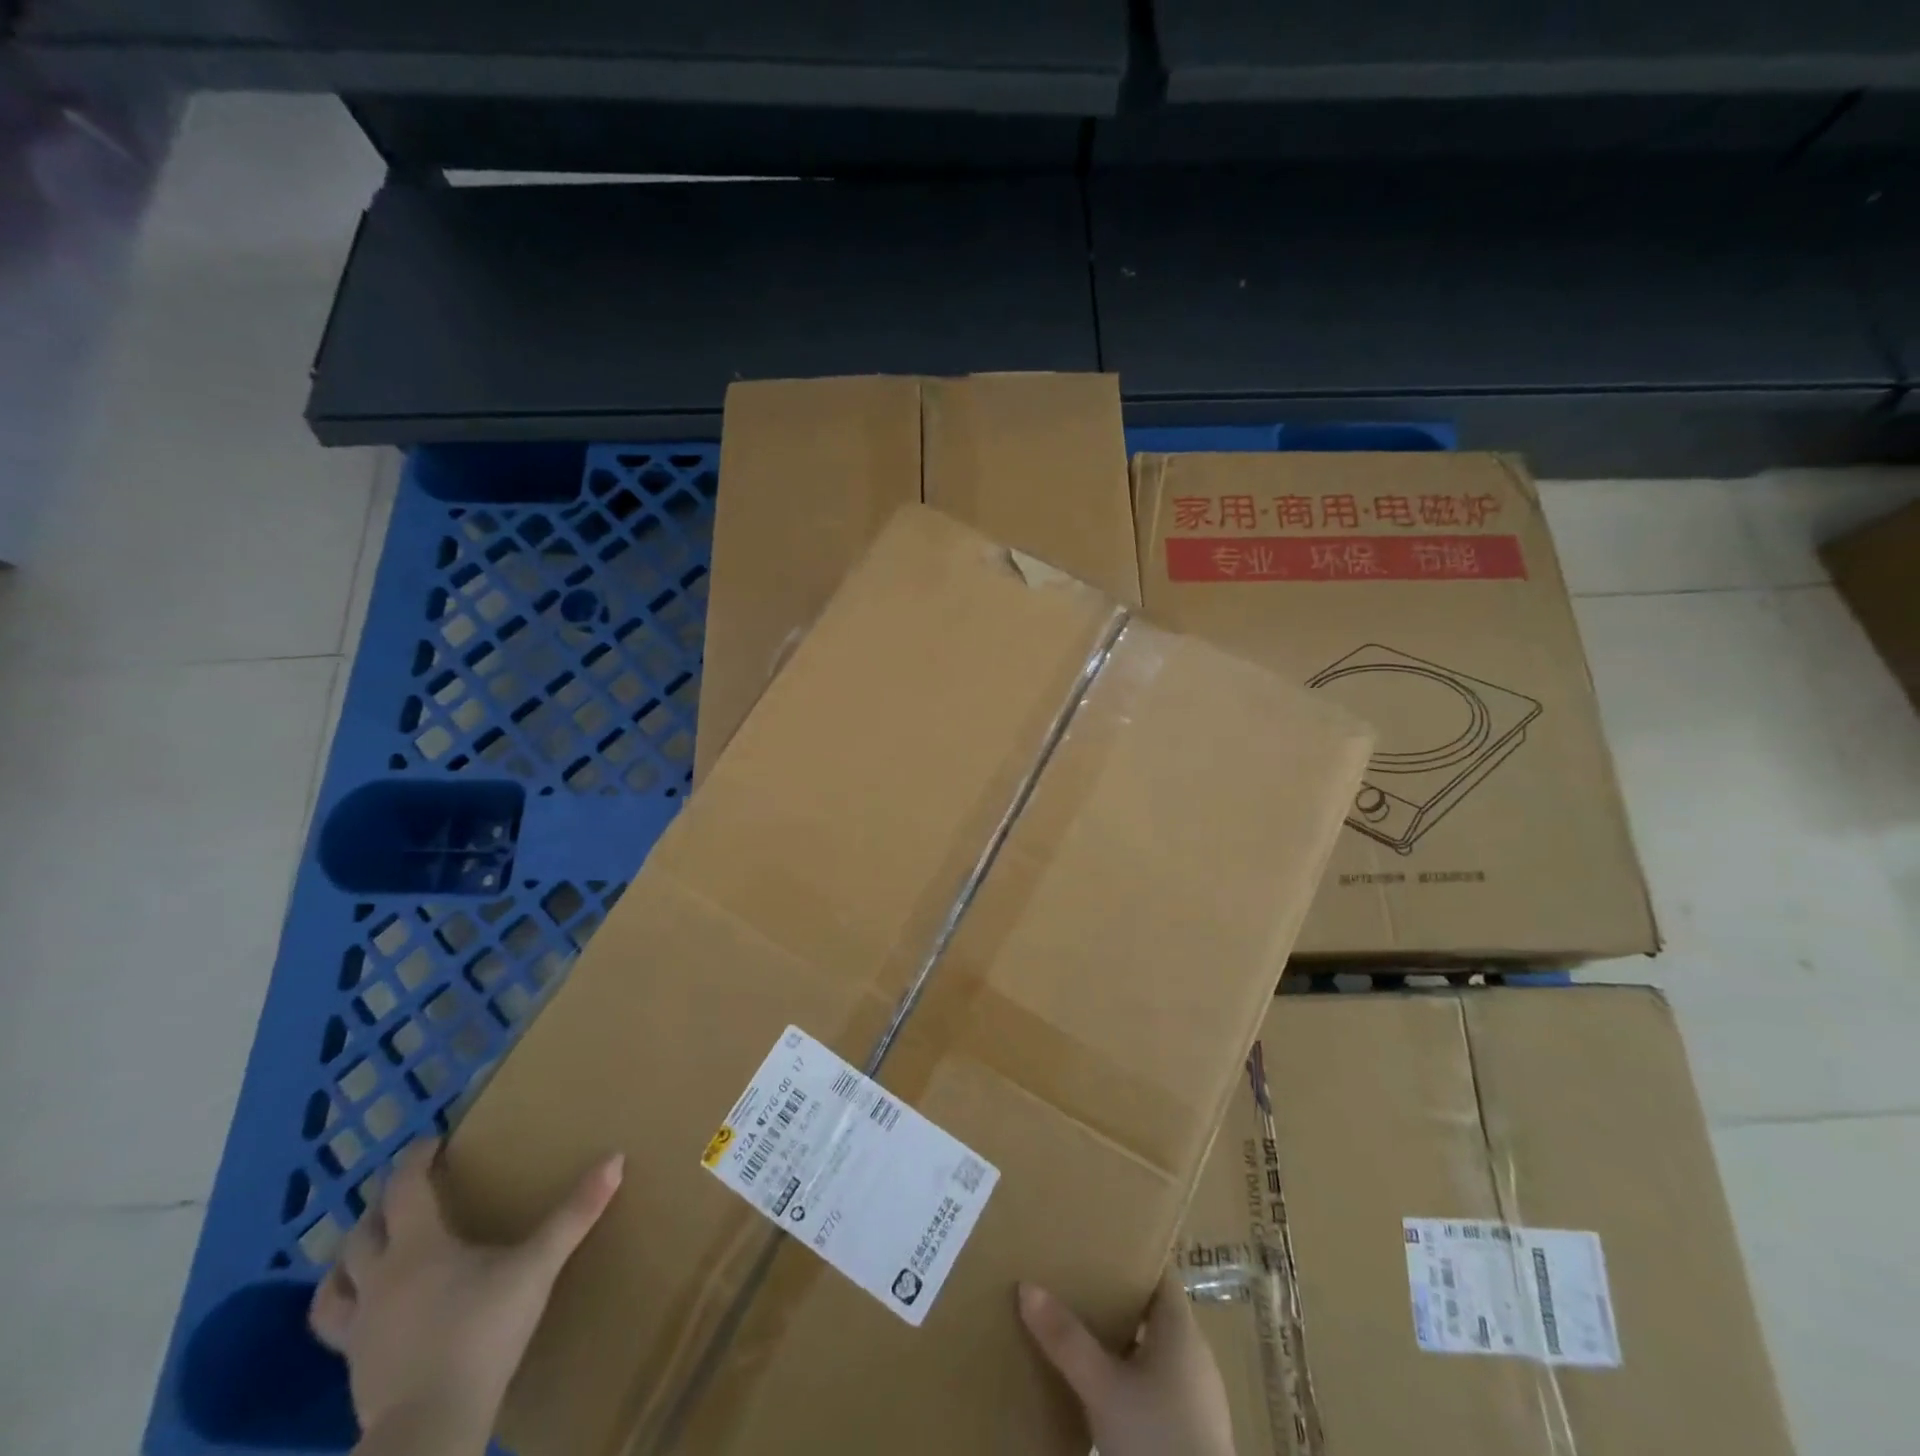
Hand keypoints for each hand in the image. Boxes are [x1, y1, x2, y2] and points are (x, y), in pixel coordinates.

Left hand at [309, 1139, 623, 1455]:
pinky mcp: (354, 1369)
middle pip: (361, 1233)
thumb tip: (616, 1158)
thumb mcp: (537, 1267)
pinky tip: (370, 1313)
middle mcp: (379, 1279)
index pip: (403, 1189)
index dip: (414, 1160)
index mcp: (417, 1246)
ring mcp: (359, 1328)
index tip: (431, 1142)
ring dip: (347, 1260)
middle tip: (407, 1192)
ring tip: (368, 1249)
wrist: (431, 1426)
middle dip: (380, 1206)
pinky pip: (336, 1328)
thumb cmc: (483, 1331)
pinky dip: (347, 1306)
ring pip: (333, 1284)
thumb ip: (574, 1215)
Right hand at [1019, 1269, 1236, 1455]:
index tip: (1096, 1244)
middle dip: (1116, 1298)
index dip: (1130, 1256)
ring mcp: (1197, 1393)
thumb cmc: (1156, 1437)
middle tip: (1076, 1285)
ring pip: (1155, 1349)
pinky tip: (1105, 1387)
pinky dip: (1132, 1374)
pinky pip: (1159, 1383)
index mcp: (1181, 1327)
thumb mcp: (1102, 1387)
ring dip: (1123, 1340)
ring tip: (1082, 1332)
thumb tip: (1026, 1286)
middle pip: (1153, 1309)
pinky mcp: (1193, 1428)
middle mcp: (1194, 1352)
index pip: (1158, 1272)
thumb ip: (1066, 1338)